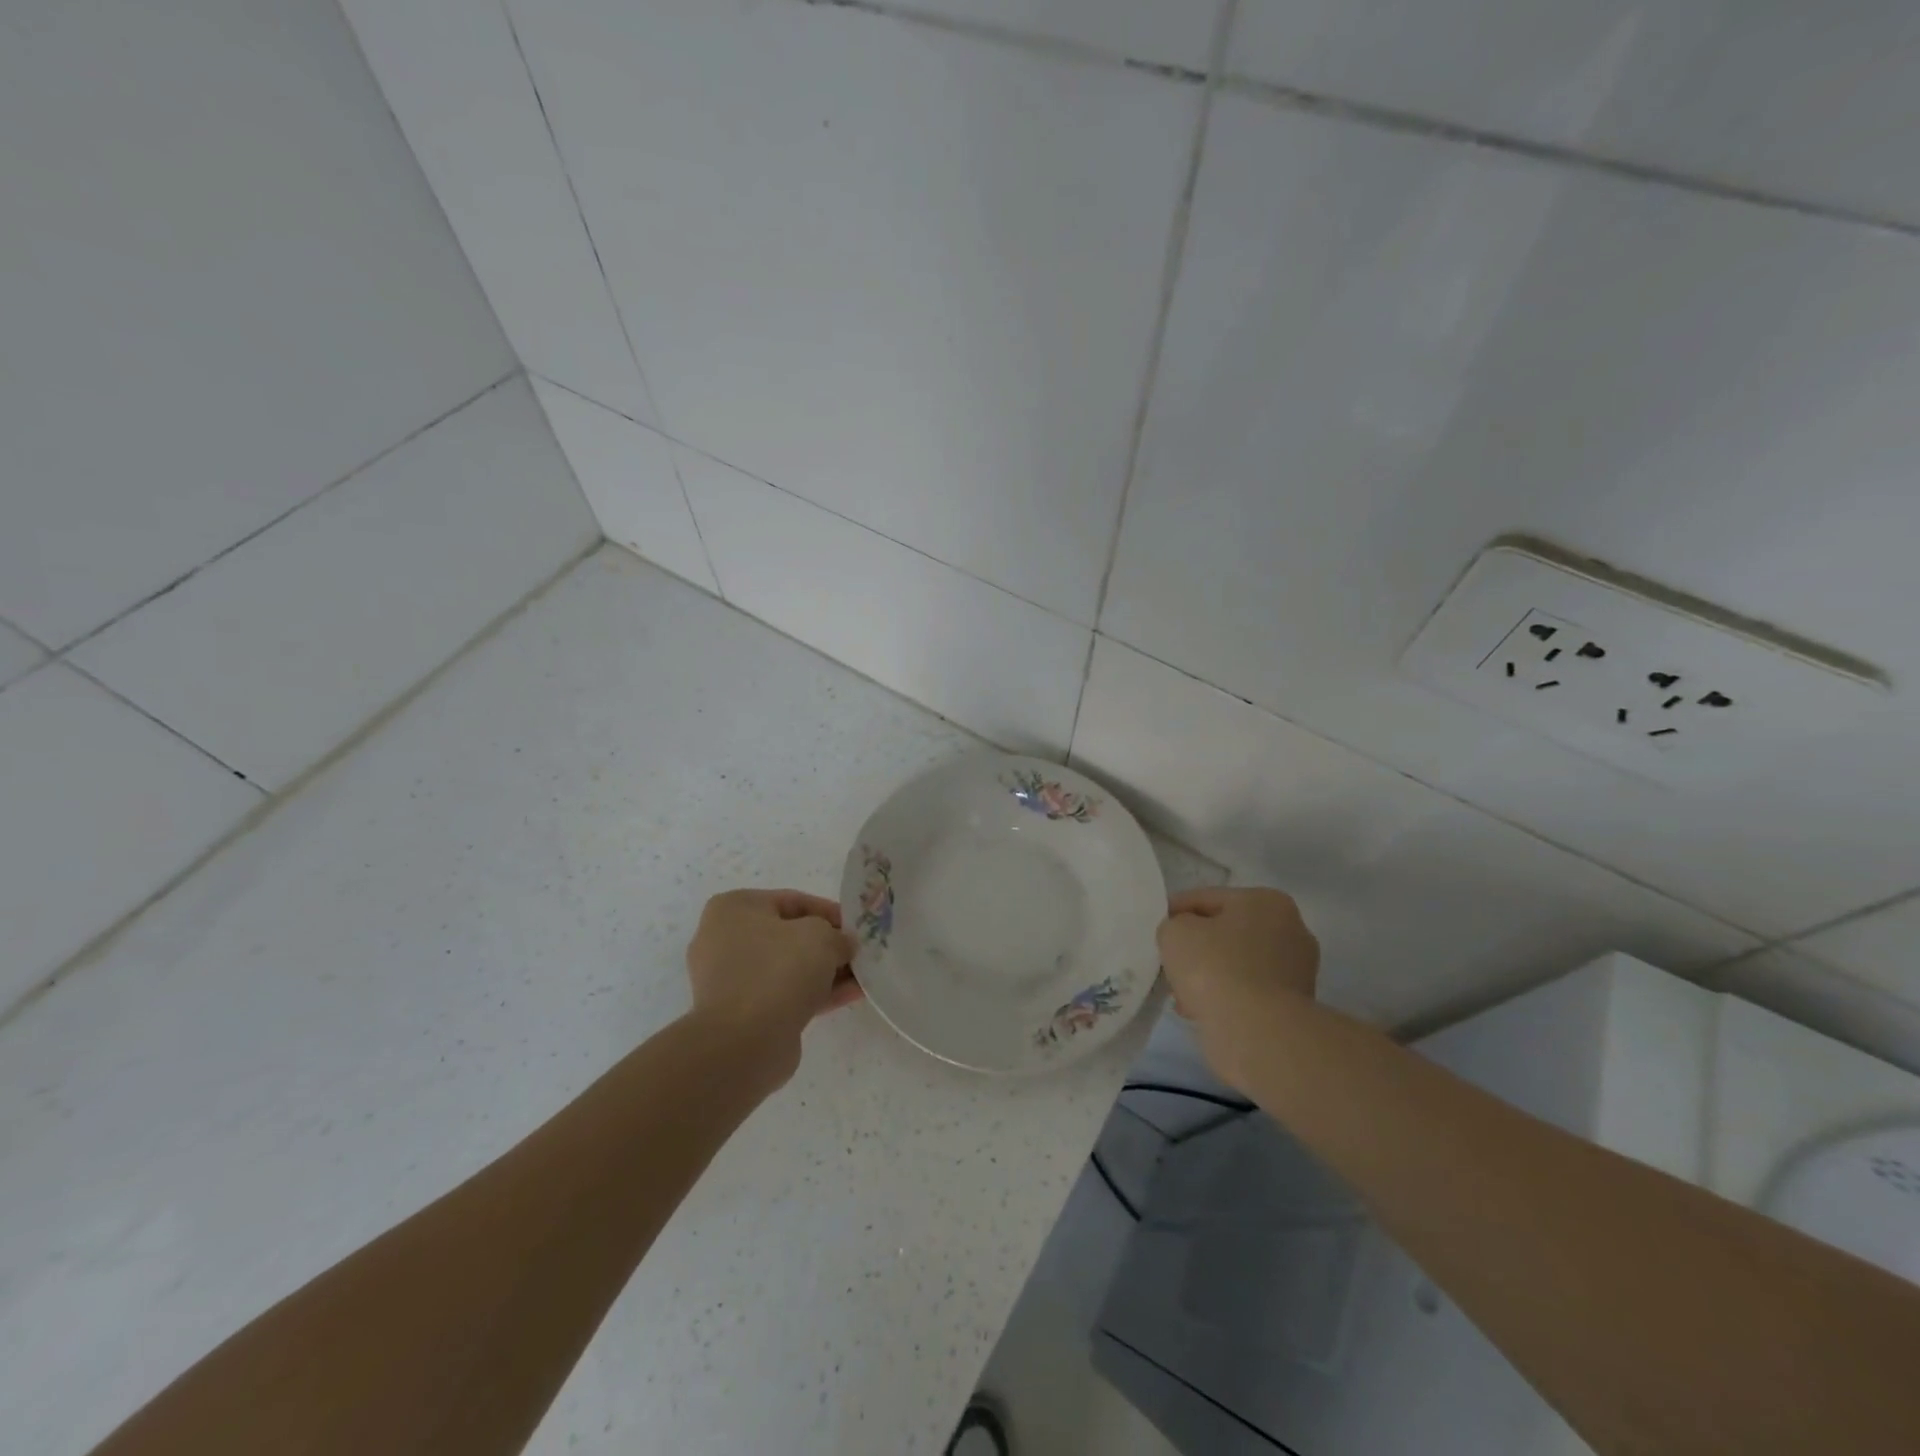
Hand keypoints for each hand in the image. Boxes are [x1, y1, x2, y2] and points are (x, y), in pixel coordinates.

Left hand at [685, 890, 861, 1075]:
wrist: (742, 1043)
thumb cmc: (777, 971)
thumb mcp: (820, 937)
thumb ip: (838, 935)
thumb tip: (843, 946)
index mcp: (734, 909)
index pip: (792, 901)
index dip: (830, 911)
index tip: (857, 926)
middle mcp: (726, 940)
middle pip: (790, 936)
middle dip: (829, 944)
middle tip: (860, 951)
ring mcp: (733, 980)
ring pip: (790, 967)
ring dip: (827, 971)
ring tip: (864, 975)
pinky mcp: (745, 1013)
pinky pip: (787, 993)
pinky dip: (817, 992)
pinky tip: (853, 994)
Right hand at [1157, 887, 1318, 1088]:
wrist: (1255, 1032)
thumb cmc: (1215, 968)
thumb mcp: (1175, 931)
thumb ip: (1174, 925)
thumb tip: (1183, 937)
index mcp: (1267, 901)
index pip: (1207, 899)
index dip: (1176, 911)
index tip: (1156, 929)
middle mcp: (1291, 930)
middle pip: (1226, 932)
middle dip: (1196, 947)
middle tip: (1169, 962)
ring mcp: (1297, 970)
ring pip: (1236, 964)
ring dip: (1209, 975)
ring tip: (1181, 993)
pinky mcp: (1293, 1006)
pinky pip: (1247, 991)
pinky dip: (1225, 997)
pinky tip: (1200, 1010)